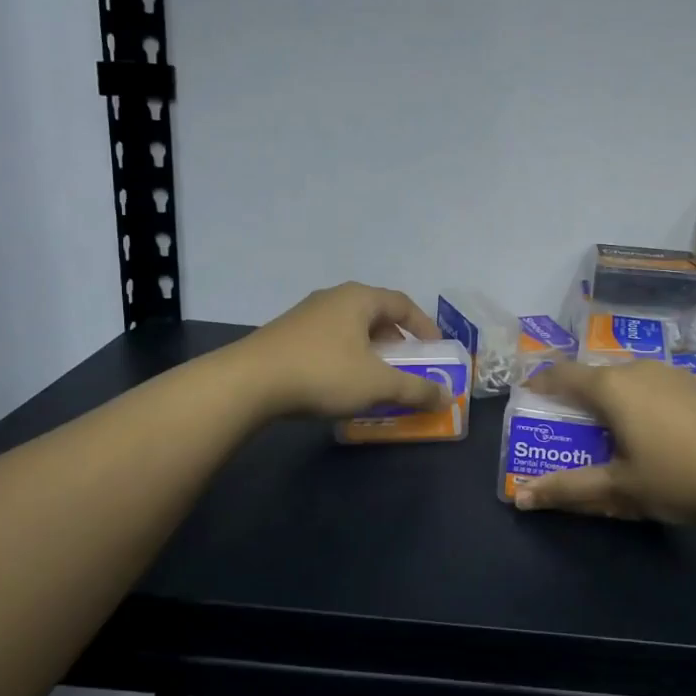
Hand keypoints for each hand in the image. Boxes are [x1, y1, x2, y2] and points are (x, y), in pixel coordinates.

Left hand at [233, 281, 447, 419]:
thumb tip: (447, 397)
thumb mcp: (377, 384)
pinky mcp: (285, 336)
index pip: (403, 303)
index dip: (425, 327)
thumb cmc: (323, 373)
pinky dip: (345, 359)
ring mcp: (305, 316)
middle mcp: (333, 298)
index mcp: (359, 299)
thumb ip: (416, 389)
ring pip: (350, 330)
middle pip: (376, 315)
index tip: (436, 350)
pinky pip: (329, 342)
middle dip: (397, 342)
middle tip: (408, 367)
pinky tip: (341, 386)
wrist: (248, 383)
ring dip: (370, 353)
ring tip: (376, 380)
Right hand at [514, 359, 695, 524]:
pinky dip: (640, 404)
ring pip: (626, 381)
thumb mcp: (618, 489)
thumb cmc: (678, 477)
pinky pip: (653, 387)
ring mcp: (671, 373)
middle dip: (576, 401)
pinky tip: (655, 436)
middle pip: (594, 378)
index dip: (539, 384)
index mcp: (611, 387)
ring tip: (612, 438)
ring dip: (611, 403)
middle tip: (570, 434)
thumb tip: (520, 498)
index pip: (560, 374)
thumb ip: (567, 489)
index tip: (528, 402)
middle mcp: (637, 369)